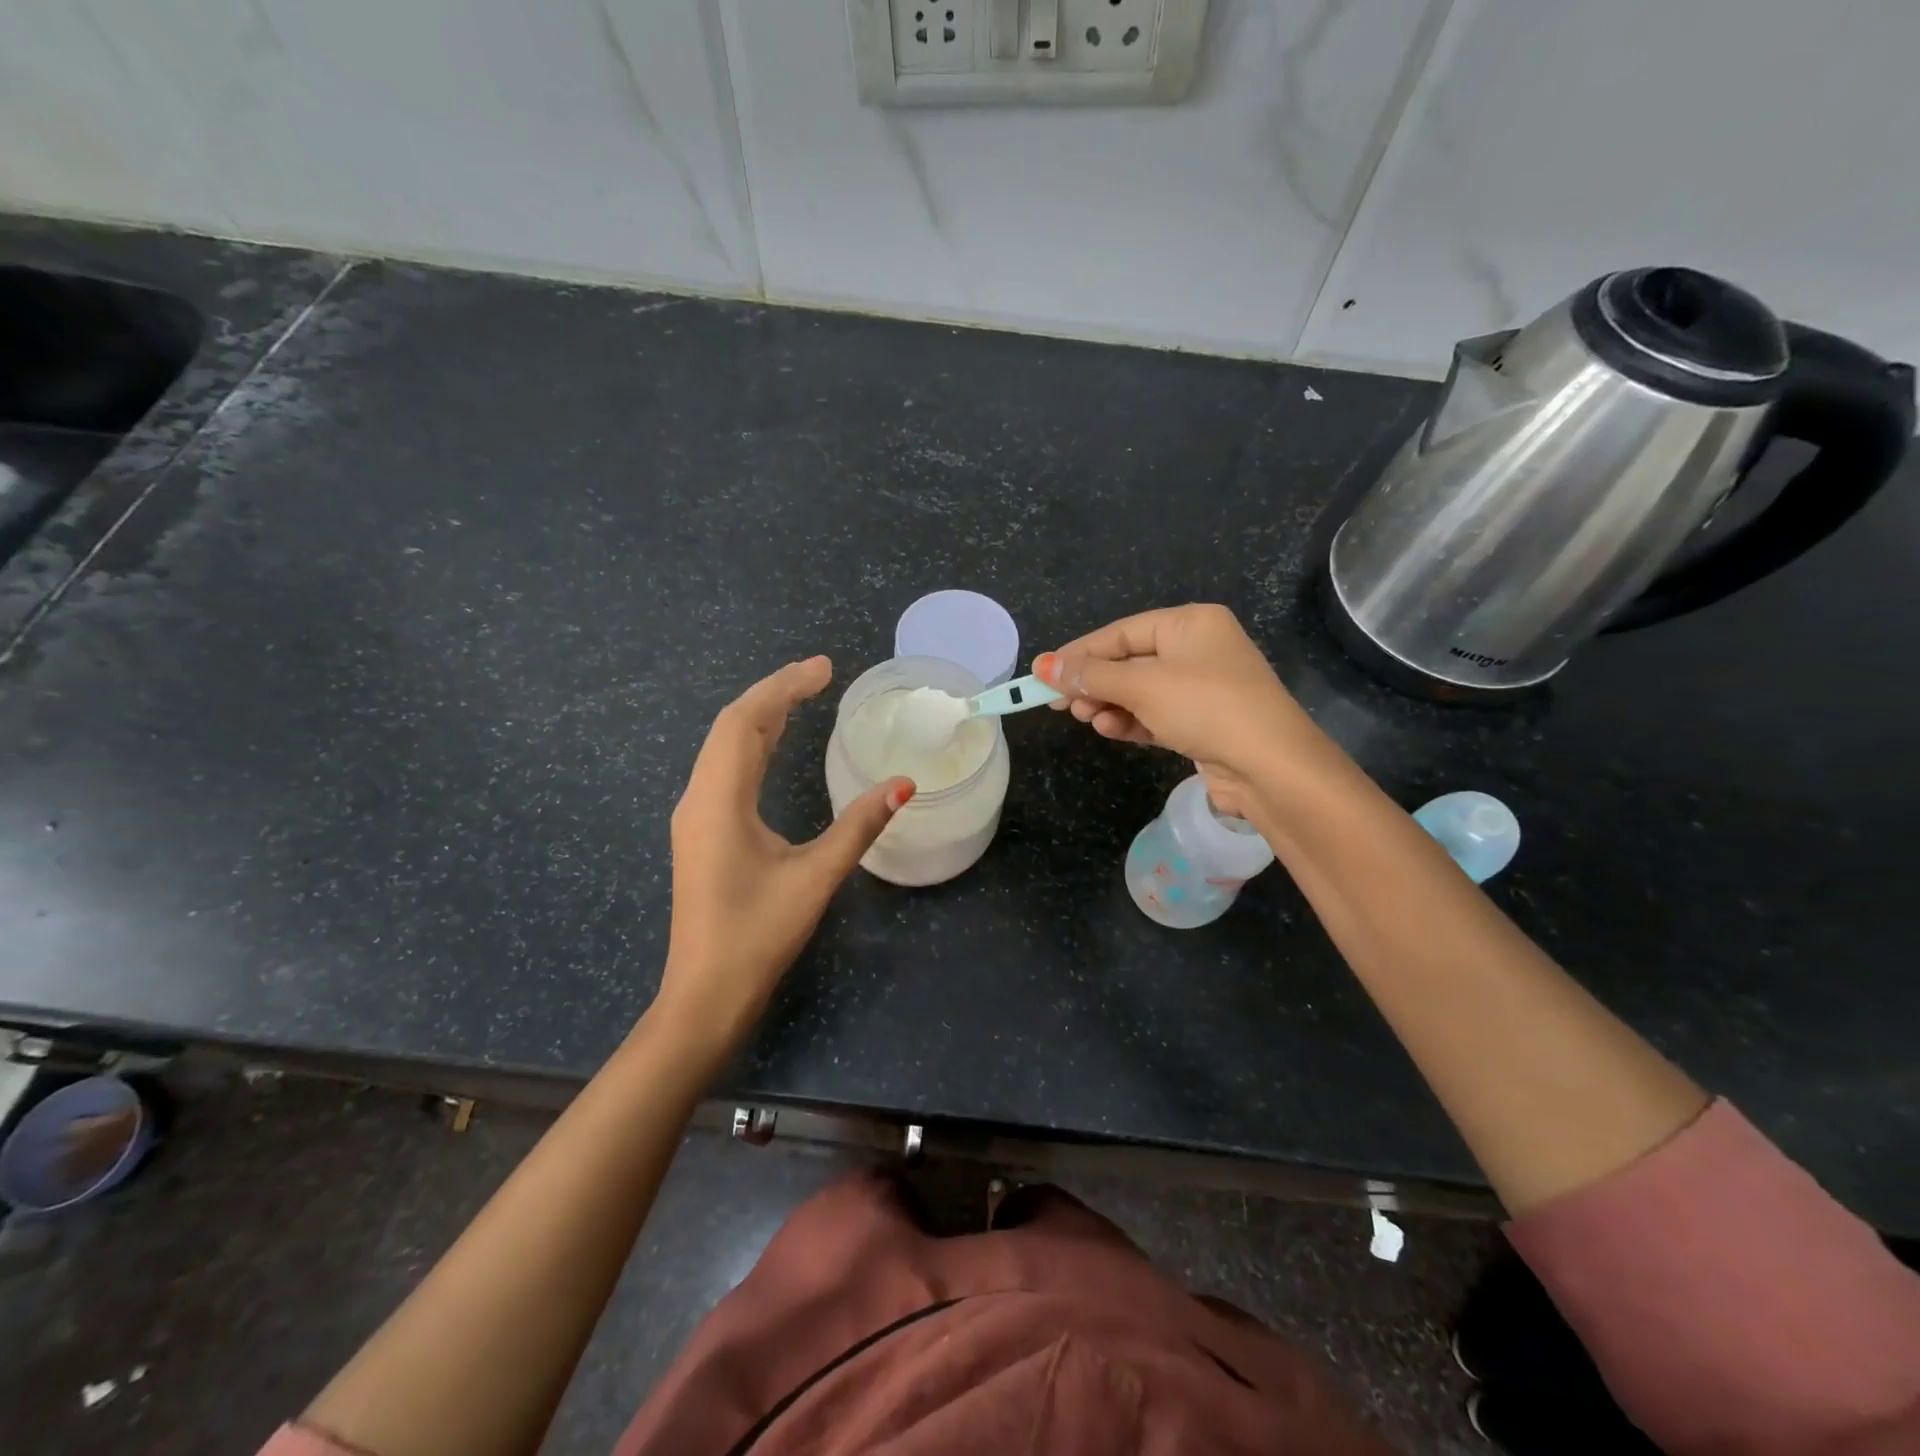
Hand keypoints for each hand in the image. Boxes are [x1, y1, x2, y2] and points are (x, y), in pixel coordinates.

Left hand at [656, 657, 912, 1051]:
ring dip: (761, 717)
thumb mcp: (815, 878)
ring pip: (724, 748)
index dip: (783, 687)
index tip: (823, 668)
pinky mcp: (701, 833)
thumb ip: (858, 827)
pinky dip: (752, 744)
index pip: (744, 722)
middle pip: (732, 727)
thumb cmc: (758, 935)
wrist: (705, 994)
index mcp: (718, 801)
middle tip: (819, 674)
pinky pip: (724, 770)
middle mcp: (699, 799)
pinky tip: (773, 746)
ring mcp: (695, 817)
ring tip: (803, 696)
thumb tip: (903, 784)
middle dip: (775, 693)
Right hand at [1036, 604, 1314, 816]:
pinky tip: (1110, 730)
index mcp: (1190, 623)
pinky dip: (1131, 721)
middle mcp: (1198, 649)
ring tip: (1087, 720)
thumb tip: (1042, 666)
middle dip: (1094, 684)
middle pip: (1129, 662)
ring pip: (1140, 691)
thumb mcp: (1142, 686)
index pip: (1121, 632)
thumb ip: (1090, 675)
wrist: (1270, 767)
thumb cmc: (1205, 707)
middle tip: (1061, 704)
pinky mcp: (1202, 722)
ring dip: (1109, 705)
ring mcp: (1202, 688)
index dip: (1079, 653)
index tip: (1043, 674)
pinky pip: (1155, 715)